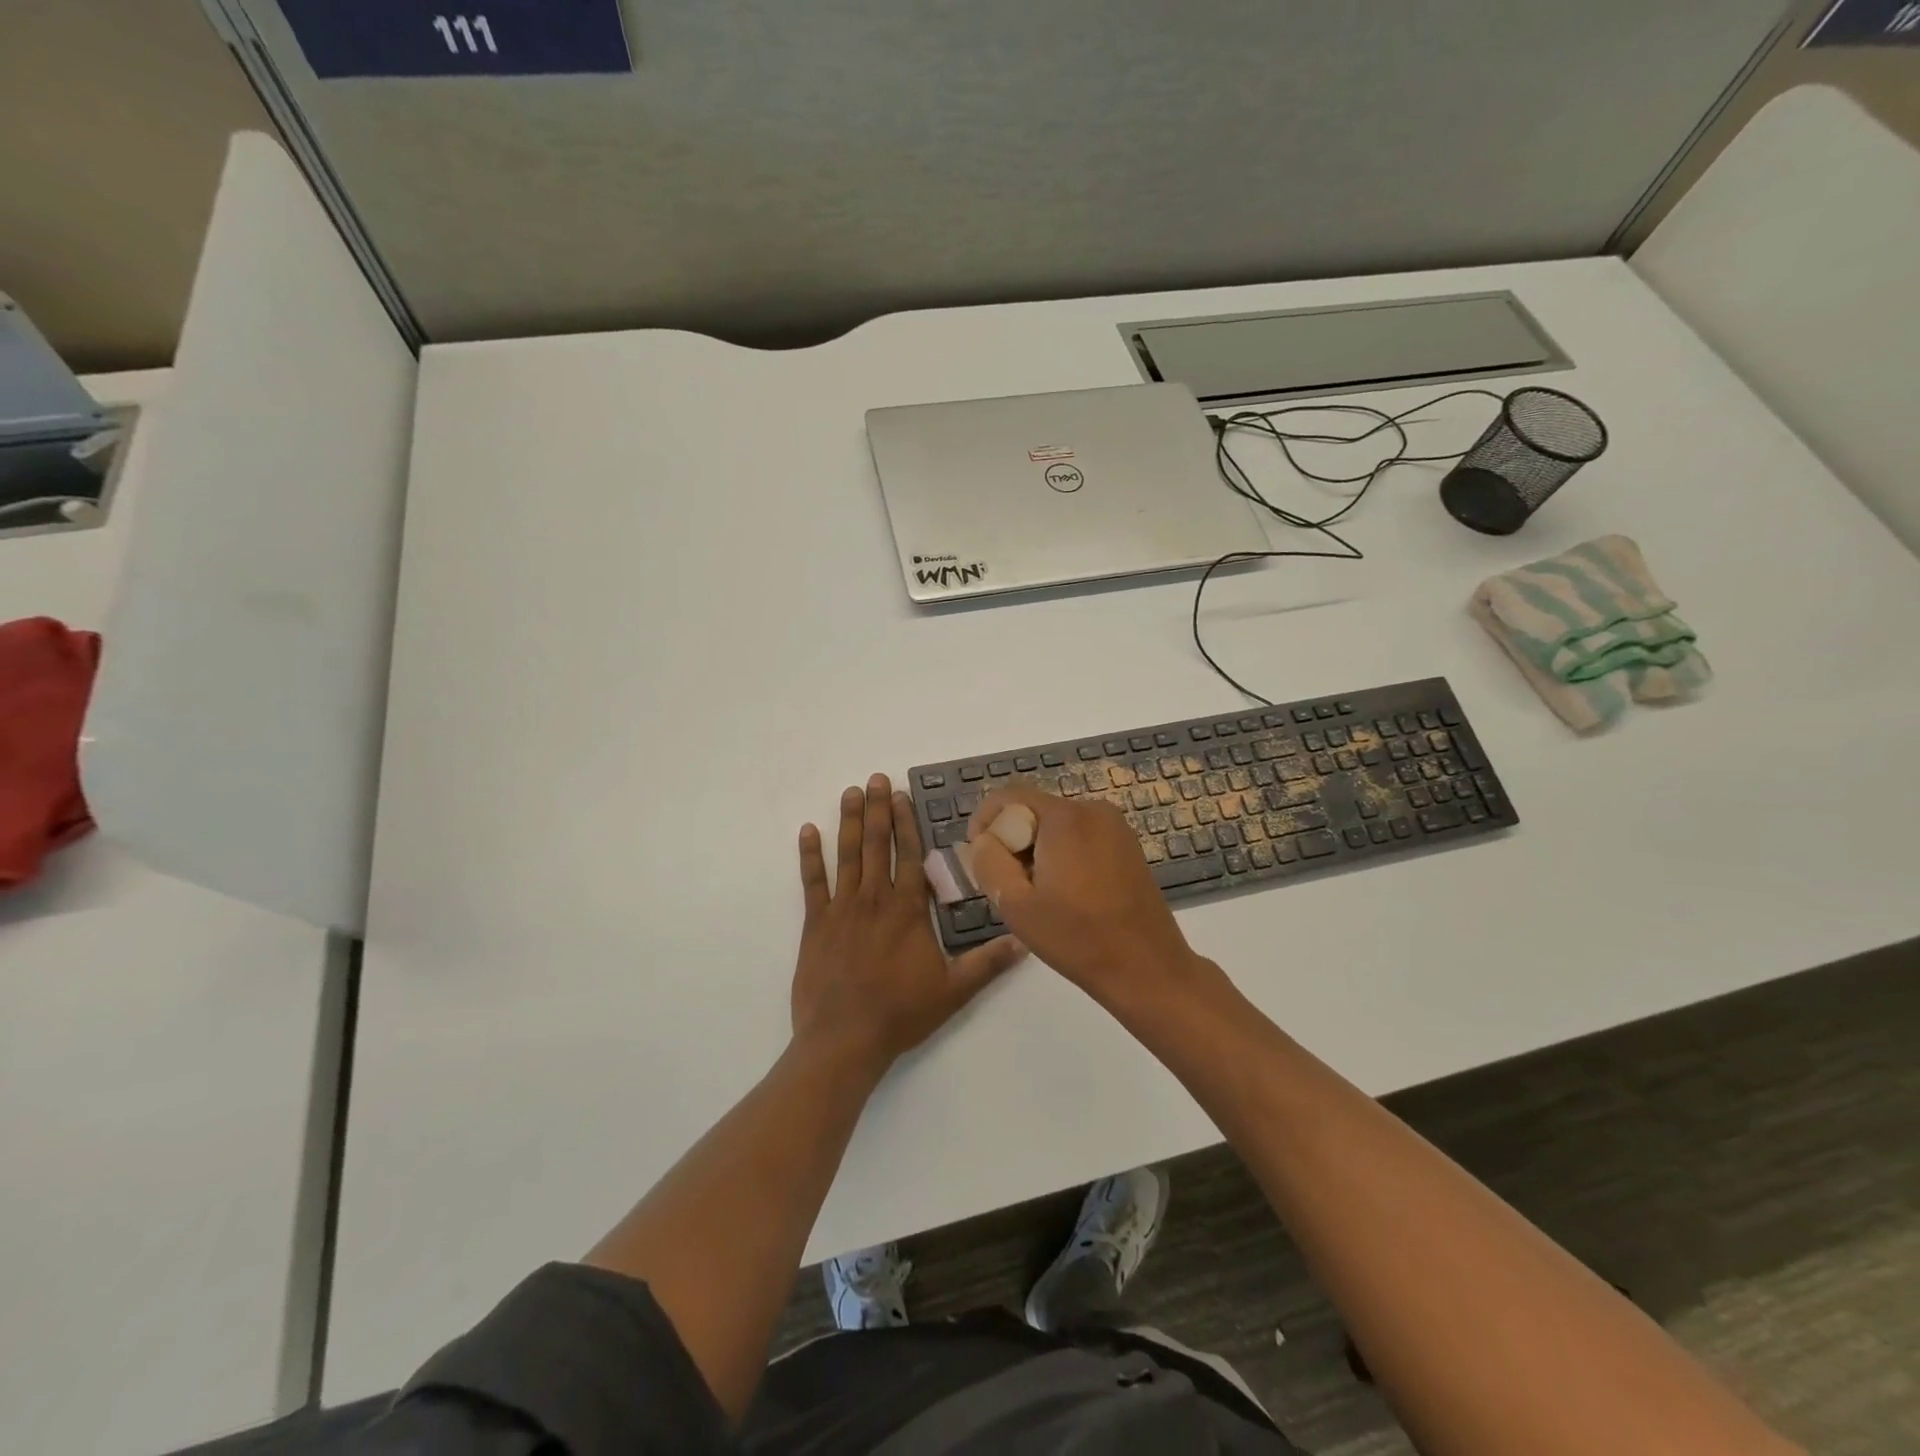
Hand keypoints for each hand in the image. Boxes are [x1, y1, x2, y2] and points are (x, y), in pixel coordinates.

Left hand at [792, 774, 1026, 1078]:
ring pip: (847, 855)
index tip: (902, 795)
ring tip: (851, 792)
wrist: (844, 1039)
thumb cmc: (901, 1013)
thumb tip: (1026, 941)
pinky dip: (809, 856)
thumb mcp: (954, 991)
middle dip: (878, 809)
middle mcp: (874, 899)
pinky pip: (812, 882)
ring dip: (850, 821)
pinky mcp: (815, 924)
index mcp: (907, 910)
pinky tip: (808, 831)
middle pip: (877, 845)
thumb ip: (988, 962)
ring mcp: (841, 909)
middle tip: (876, 778)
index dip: (905, 823)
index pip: (909, 855)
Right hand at [962, 785, 1208, 1007]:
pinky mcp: (1127, 845)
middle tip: (1007, 882)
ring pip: (1056, 824)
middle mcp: (1092, 809)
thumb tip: (984, 840)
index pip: (1009, 795)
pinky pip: (1081, 835)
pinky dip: (1062, 853)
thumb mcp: (1015, 904)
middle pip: (1034, 809)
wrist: (1146, 967)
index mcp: (1065, 817)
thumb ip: (988, 862)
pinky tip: (1065, 892)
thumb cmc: (1077, 937)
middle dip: (1012, 839)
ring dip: (1037, 848)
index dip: (984, 820)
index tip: (978, 855)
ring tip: (1036, 892)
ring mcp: (1115, 826)